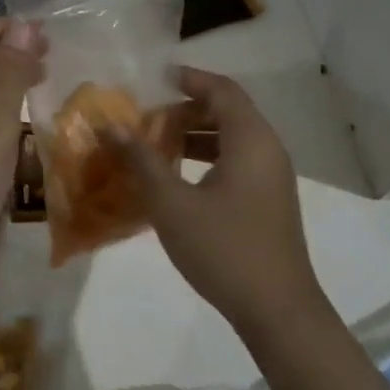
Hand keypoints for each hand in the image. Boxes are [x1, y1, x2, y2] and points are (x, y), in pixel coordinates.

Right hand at [114, 67, 329, 338]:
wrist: (278, 311)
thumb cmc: (224, 249)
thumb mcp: (171, 203)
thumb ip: (141, 160)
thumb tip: (111, 125)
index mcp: (250, 140)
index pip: (222, 90)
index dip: (189, 78)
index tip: (155, 78)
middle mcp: (267, 150)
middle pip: (227, 111)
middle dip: (185, 109)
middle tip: (146, 117)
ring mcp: (272, 178)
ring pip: (232, 139)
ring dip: (194, 135)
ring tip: (155, 144)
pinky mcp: (268, 202)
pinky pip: (237, 162)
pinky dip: (207, 158)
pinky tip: (177, 179)